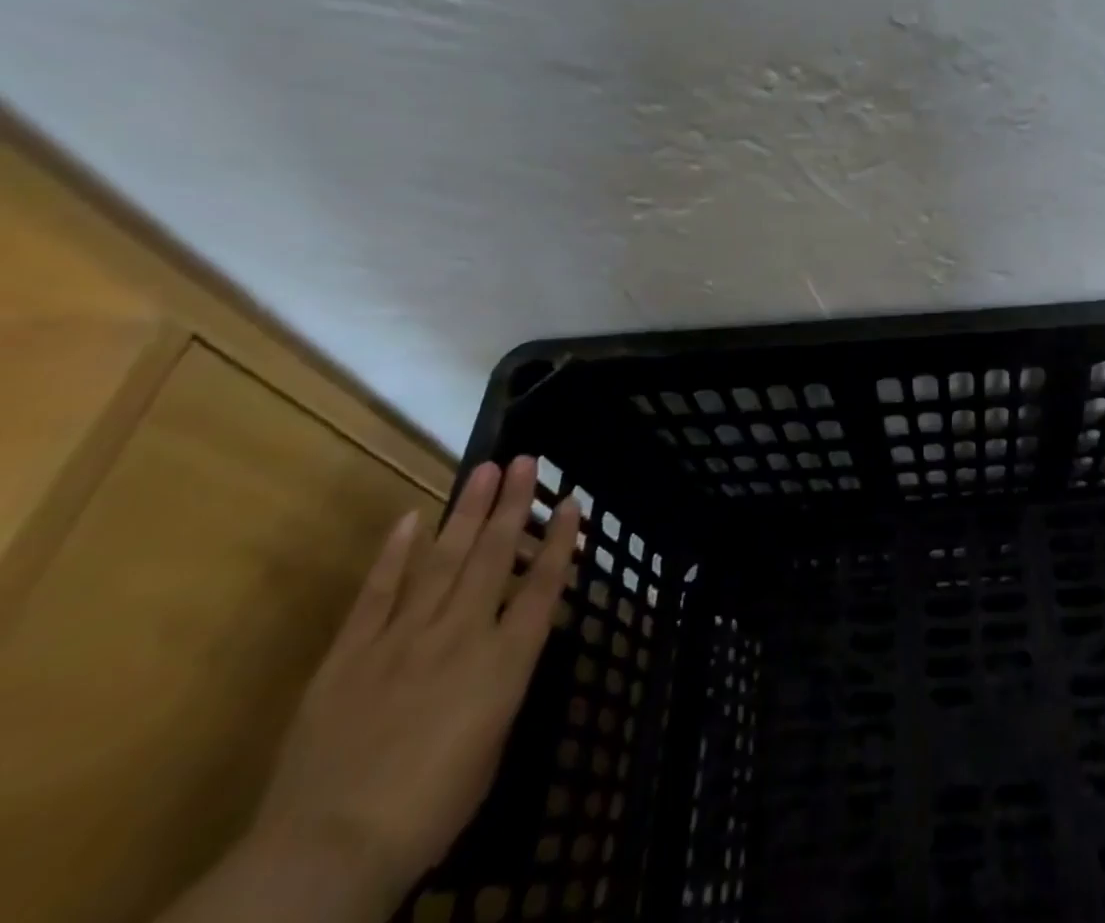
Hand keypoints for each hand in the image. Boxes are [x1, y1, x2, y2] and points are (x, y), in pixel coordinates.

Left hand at [215, 458, 580, 920]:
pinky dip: (394, 554)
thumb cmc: (429, 810)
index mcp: (504, 662)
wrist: (326, 851)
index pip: (542, 586)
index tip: (570, 501)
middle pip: (493, 557)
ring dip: (466, 512)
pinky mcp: (350, 654)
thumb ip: (498, 689)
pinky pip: (376, 594)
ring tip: (485, 470)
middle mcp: (461, 634)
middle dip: (512, 505)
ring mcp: (402, 638)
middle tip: (525, 460)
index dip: (559, 541)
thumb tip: (500, 654)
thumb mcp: (491, 747)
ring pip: (442, 561)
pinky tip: (411, 518)